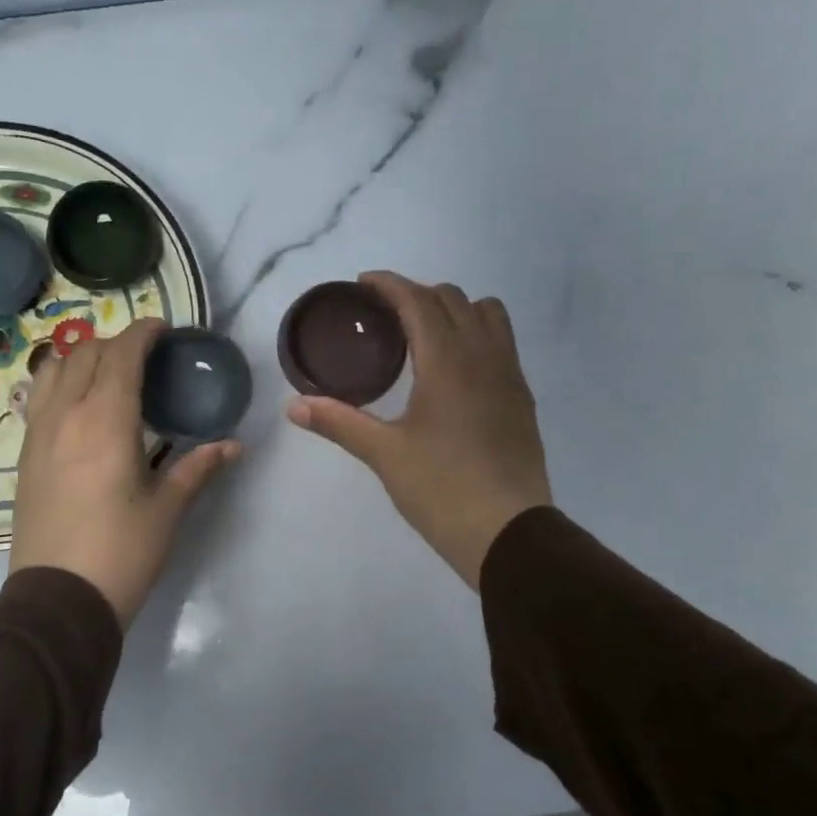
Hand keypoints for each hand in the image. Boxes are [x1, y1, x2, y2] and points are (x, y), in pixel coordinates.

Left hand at [10, 318, 238, 627]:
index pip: (121, 356)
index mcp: (105, 421)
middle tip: (143, 355)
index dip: (141, 334)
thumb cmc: (122, 552)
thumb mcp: (167, 510)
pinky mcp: (24, 457)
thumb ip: (198, 468)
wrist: (58, 599)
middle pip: (83, 354)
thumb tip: (233, 446)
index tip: (162, 328)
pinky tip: (79, 407)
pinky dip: (60, 384)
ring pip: (52, 371)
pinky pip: (38, 399)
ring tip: (106, 373)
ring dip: (80, 358)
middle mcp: (65, 415)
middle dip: (114, 343)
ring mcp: (37, 435)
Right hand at [286, 272, 551, 588]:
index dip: (389, 285)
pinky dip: (477, 335)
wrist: (507, 532)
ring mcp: (510, 375)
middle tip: (385, 314)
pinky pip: (502, 344)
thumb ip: (340, 422)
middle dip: (417, 294)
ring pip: (488, 315)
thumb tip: (294, 407)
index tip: (363, 283)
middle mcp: (484, 355)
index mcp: (447, 361)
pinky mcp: (522, 398)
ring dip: (455, 309)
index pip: (418, 301)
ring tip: (426, 334)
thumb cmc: (441, 489)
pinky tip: (456, 370)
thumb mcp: (384, 455)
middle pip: (453, 299)